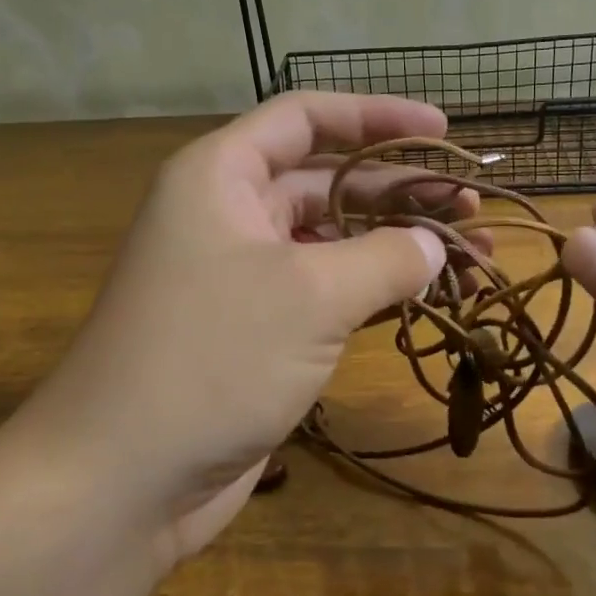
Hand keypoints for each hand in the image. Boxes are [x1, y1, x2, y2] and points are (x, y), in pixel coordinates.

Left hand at [17, 93, 457, 565]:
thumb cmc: (211, 359)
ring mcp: (243, 278)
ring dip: (397, 246)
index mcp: (222, 176)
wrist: (124, 479)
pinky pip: (326, 294)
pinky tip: (427, 299)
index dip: (376, 117)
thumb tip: (433, 247)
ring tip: (472, 258)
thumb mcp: (310, 295)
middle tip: (471, 208)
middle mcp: (229, 216)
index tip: (442, 131)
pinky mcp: (258, 334)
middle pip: (327, 181)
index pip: (306, 119)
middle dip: (400, 191)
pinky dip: (375, 293)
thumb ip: (384, 258)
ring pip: (332, 242)